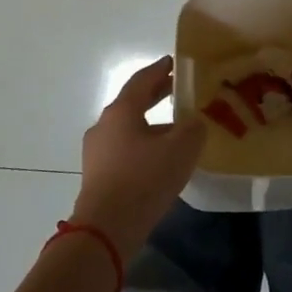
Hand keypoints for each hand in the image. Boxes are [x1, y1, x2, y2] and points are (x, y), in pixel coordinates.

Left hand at [74, 56, 206, 261]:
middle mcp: (104, 125)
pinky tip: (160, 159)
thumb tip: (194, 122)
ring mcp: (97, 152)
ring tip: (176, 130)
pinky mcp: (97, 175)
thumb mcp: (180, 150)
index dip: (159, 70)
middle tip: (178, 90)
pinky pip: (124, 149)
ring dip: (151, 124)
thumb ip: (193, 129)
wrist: (106, 229)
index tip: (173, 62)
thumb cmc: (144, 180)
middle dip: (156, 95)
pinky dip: (143, 145)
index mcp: (121, 111)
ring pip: (129, 128)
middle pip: (132, 103)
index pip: (141, 80)